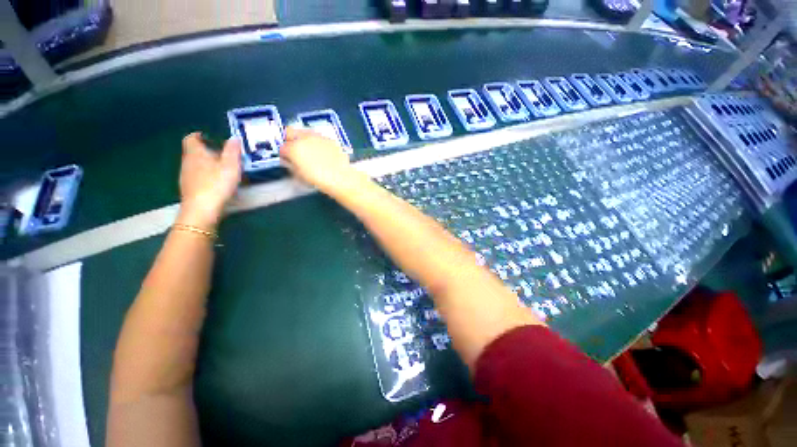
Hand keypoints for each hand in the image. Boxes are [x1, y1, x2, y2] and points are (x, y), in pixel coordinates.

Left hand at [177, 133, 241, 229]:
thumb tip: (234, 137)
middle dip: (207, 152)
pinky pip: (197, 177)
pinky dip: (206, 176)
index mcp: (195, 153)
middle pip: (194, 152)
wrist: (202, 209)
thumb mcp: (230, 165)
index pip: (191, 139)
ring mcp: (186, 177)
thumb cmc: (216, 184)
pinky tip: (217, 184)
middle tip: (224, 156)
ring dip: (207, 165)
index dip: (199, 136)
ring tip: (223, 170)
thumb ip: (232, 151)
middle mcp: (187, 162)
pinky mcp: (189, 189)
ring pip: (196, 165)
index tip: (209, 137)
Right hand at [280, 126, 354, 193]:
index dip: (284, 154)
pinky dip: (318, 143)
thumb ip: (292, 165)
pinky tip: (323, 153)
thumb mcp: (299, 175)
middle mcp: (304, 138)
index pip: (282, 147)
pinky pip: (319, 138)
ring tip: (310, 151)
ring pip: (305, 132)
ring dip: (304, 139)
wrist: (340, 178)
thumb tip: (290, 161)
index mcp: (294, 148)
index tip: (288, 159)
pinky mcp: (330, 139)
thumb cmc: (318, 179)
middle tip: (295, 150)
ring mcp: (318, 137)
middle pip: (290, 132)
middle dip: (290, 140)